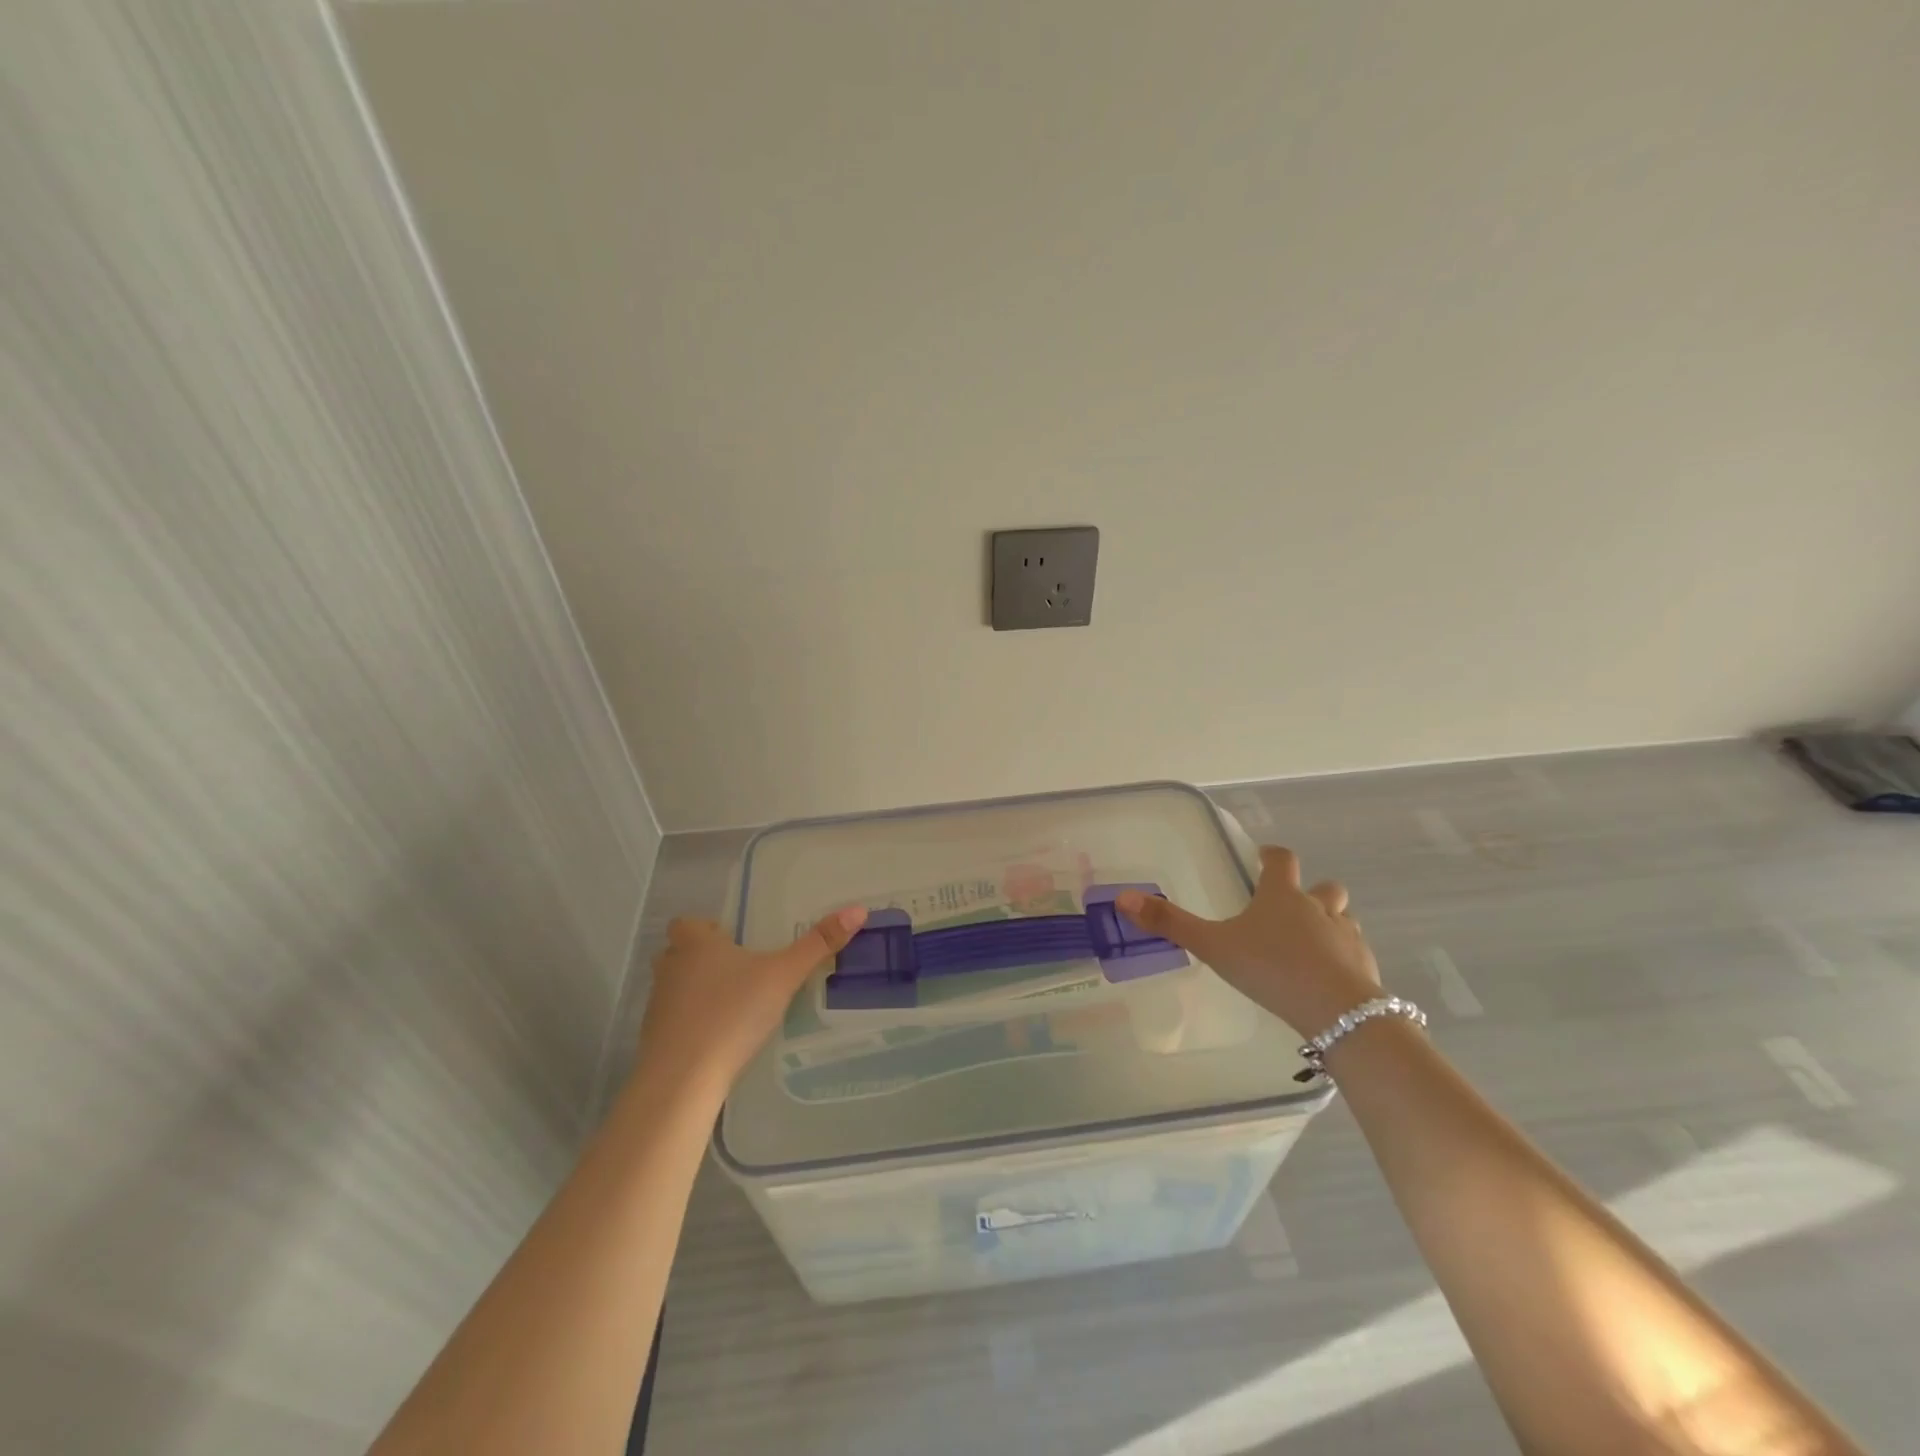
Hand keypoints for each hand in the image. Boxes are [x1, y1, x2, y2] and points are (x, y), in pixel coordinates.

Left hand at [636, 907, 867, 1097]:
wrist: (682, 1079)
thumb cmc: (732, 1013)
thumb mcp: (783, 976)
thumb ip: (818, 945)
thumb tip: (858, 909)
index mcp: (696, 944)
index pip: (686, 923)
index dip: (705, 929)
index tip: (731, 942)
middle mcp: (671, 968)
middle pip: (678, 954)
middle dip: (701, 959)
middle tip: (738, 972)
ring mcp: (656, 1006)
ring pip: (675, 988)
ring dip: (696, 993)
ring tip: (733, 1007)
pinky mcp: (654, 1041)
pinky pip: (673, 1022)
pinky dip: (690, 1025)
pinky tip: (718, 1040)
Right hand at [1116, 846, 1379, 1037]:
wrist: (1337, 1013)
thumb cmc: (1271, 968)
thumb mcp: (1213, 946)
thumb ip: (1170, 923)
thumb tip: (1122, 898)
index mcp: (1281, 896)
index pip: (1281, 860)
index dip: (1272, 855)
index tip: (1264, 856)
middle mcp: (1318, 908)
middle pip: (1324, 887)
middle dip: (1311, 890)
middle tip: (1291, 906)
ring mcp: (1347, 937)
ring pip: (1344, 918)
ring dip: (1330, 922)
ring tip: (1310, 943)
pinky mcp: (1365, 967)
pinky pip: (1354, 953)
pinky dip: (1342, 957)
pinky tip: (1327, 978)